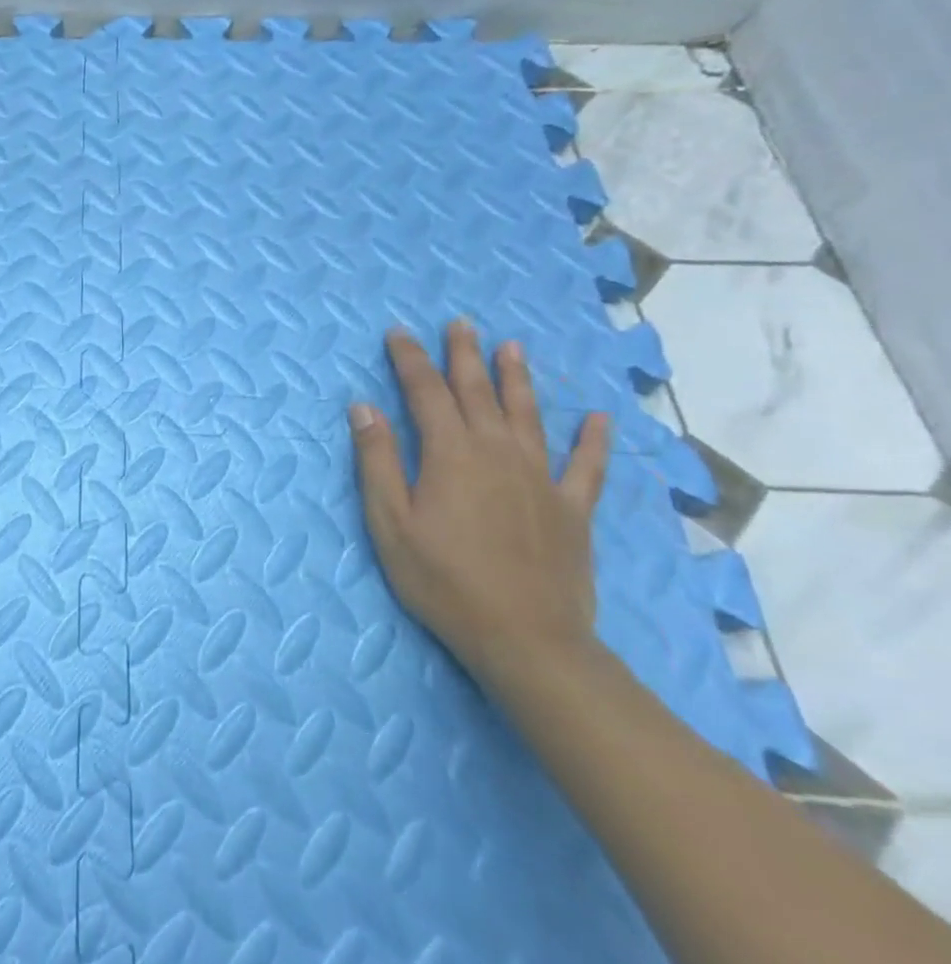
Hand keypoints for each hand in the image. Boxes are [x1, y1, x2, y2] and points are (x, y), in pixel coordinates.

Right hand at [349, 319, 610, 684]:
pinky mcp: (571, 509)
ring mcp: (540, 479)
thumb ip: (378, 461)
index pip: (425, 393)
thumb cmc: (443, 580)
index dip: (410, 360)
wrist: (526, 639)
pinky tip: (597, 419)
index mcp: (450, 455)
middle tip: (460, 324)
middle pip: (478, 393)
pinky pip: (586, 466)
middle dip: (464, 356)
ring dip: (517, 379)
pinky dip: (592, 440)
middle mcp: (498, 453)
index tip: (398, 333)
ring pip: (528, 415)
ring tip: (512, 347)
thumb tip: (365, 407)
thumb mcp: (390, 522)